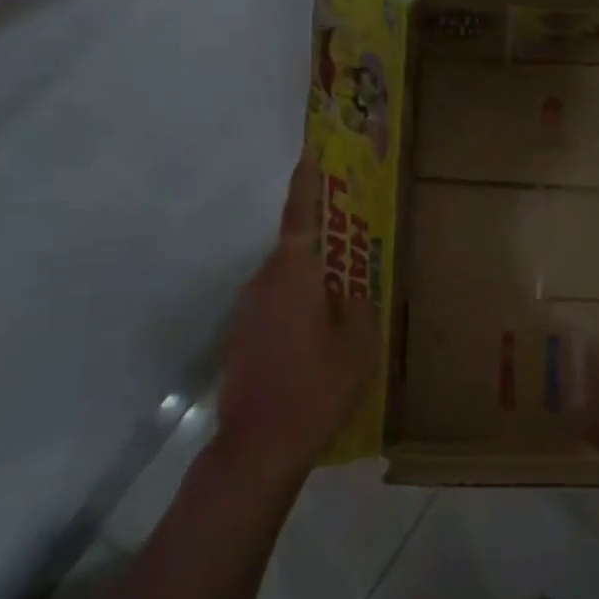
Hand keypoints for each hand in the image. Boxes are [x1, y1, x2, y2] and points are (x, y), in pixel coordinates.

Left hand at [213, 152, 379, 482]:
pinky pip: (273, 307)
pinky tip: (315, 341)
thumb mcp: (358, 347)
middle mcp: (262, 283)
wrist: (257, 445)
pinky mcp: (239, 338)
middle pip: (293, 250)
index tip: (310, 152)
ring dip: (309, 284)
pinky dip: (295, 310)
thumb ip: (359, 309)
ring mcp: (245, 312)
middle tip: (351, 249)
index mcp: (294, 275)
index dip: (307, 183)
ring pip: (283, 282)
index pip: (301, 216)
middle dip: (321, 246)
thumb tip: (350, 293)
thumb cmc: (316, 389)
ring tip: (340, 305)